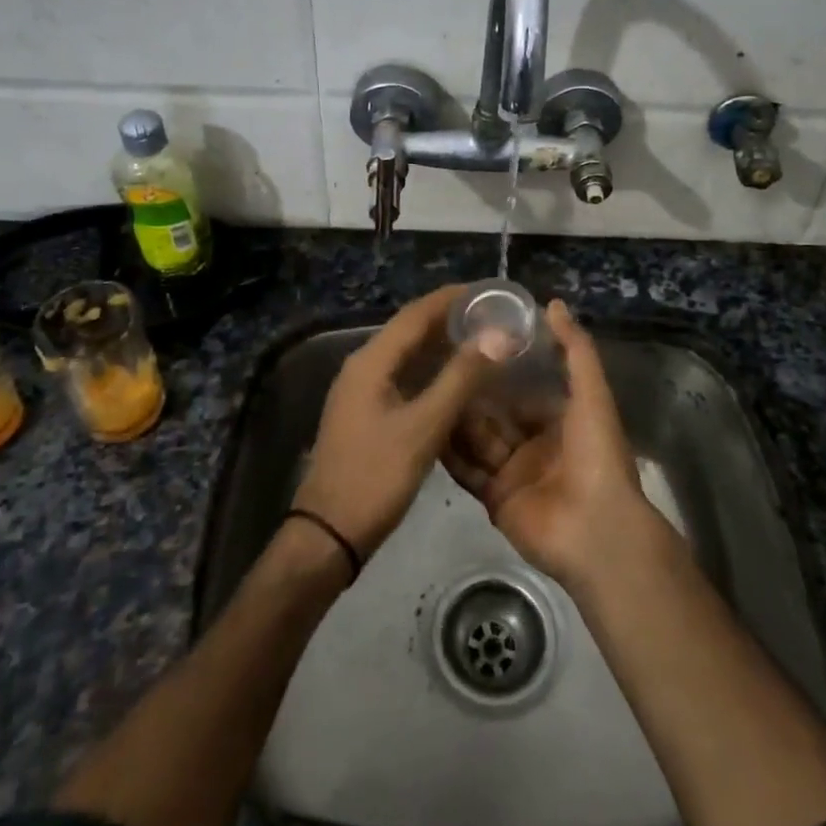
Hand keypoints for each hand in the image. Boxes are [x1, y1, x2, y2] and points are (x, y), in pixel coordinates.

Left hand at [292, 286, 492, 559]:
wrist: (328, 534)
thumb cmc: (376, 477)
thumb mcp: (424, 427)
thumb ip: (460, 379)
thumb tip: (497, 336)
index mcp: (371, 361)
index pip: (416, 314)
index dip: (452, 298)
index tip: (488, 291)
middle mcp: (363, 367)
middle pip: (410, 331)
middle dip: (450, 320)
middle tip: (493, 316)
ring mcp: (361, 391)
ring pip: (407, 356)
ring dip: (442, 346)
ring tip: (482, 342)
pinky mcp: (366, 414)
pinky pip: (403, 379)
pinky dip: (431, 373)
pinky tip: (457, 383)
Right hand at [444, 300, 659, 589]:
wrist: (595, 529)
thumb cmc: (596, 454)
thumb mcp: (591, 393)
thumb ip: (574, 348)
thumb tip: (552, 303)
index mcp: (560, 420)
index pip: (523, 390)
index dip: (500, 370)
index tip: (469, 344)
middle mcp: (534, 445)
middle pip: (495, 414)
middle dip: (471, 393)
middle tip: (434, 365)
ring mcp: (513, 473)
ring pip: (478, 439)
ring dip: (455, 418)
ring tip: (421, 389)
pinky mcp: (494, 499)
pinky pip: (467, 470)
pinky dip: (448, 453)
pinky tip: (423, 428)